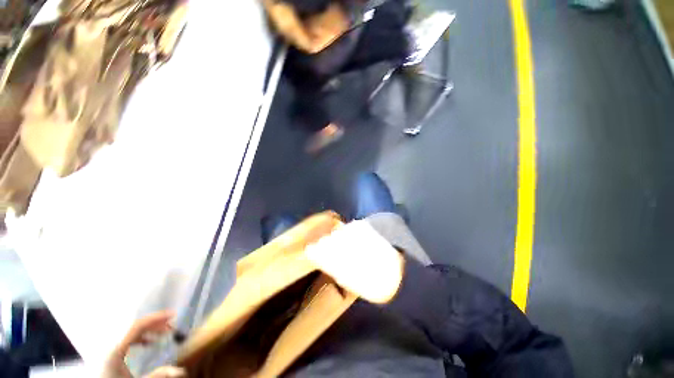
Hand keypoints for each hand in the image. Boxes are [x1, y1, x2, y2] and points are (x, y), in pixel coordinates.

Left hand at [102, 311, 183, 377]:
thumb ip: (158, 375)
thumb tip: (182, 371)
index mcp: (115, 349)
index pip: (137, 325)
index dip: (156, 318)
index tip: (173, 315)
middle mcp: (110, 344)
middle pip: (135, 325)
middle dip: (155, 323)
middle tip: (172, 324)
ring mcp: (108, 347)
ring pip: (131, 331)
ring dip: (149, 330)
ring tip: (164, 333)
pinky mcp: (110, 352)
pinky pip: (126, 338)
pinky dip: (140, 337)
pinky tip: (149, 343)